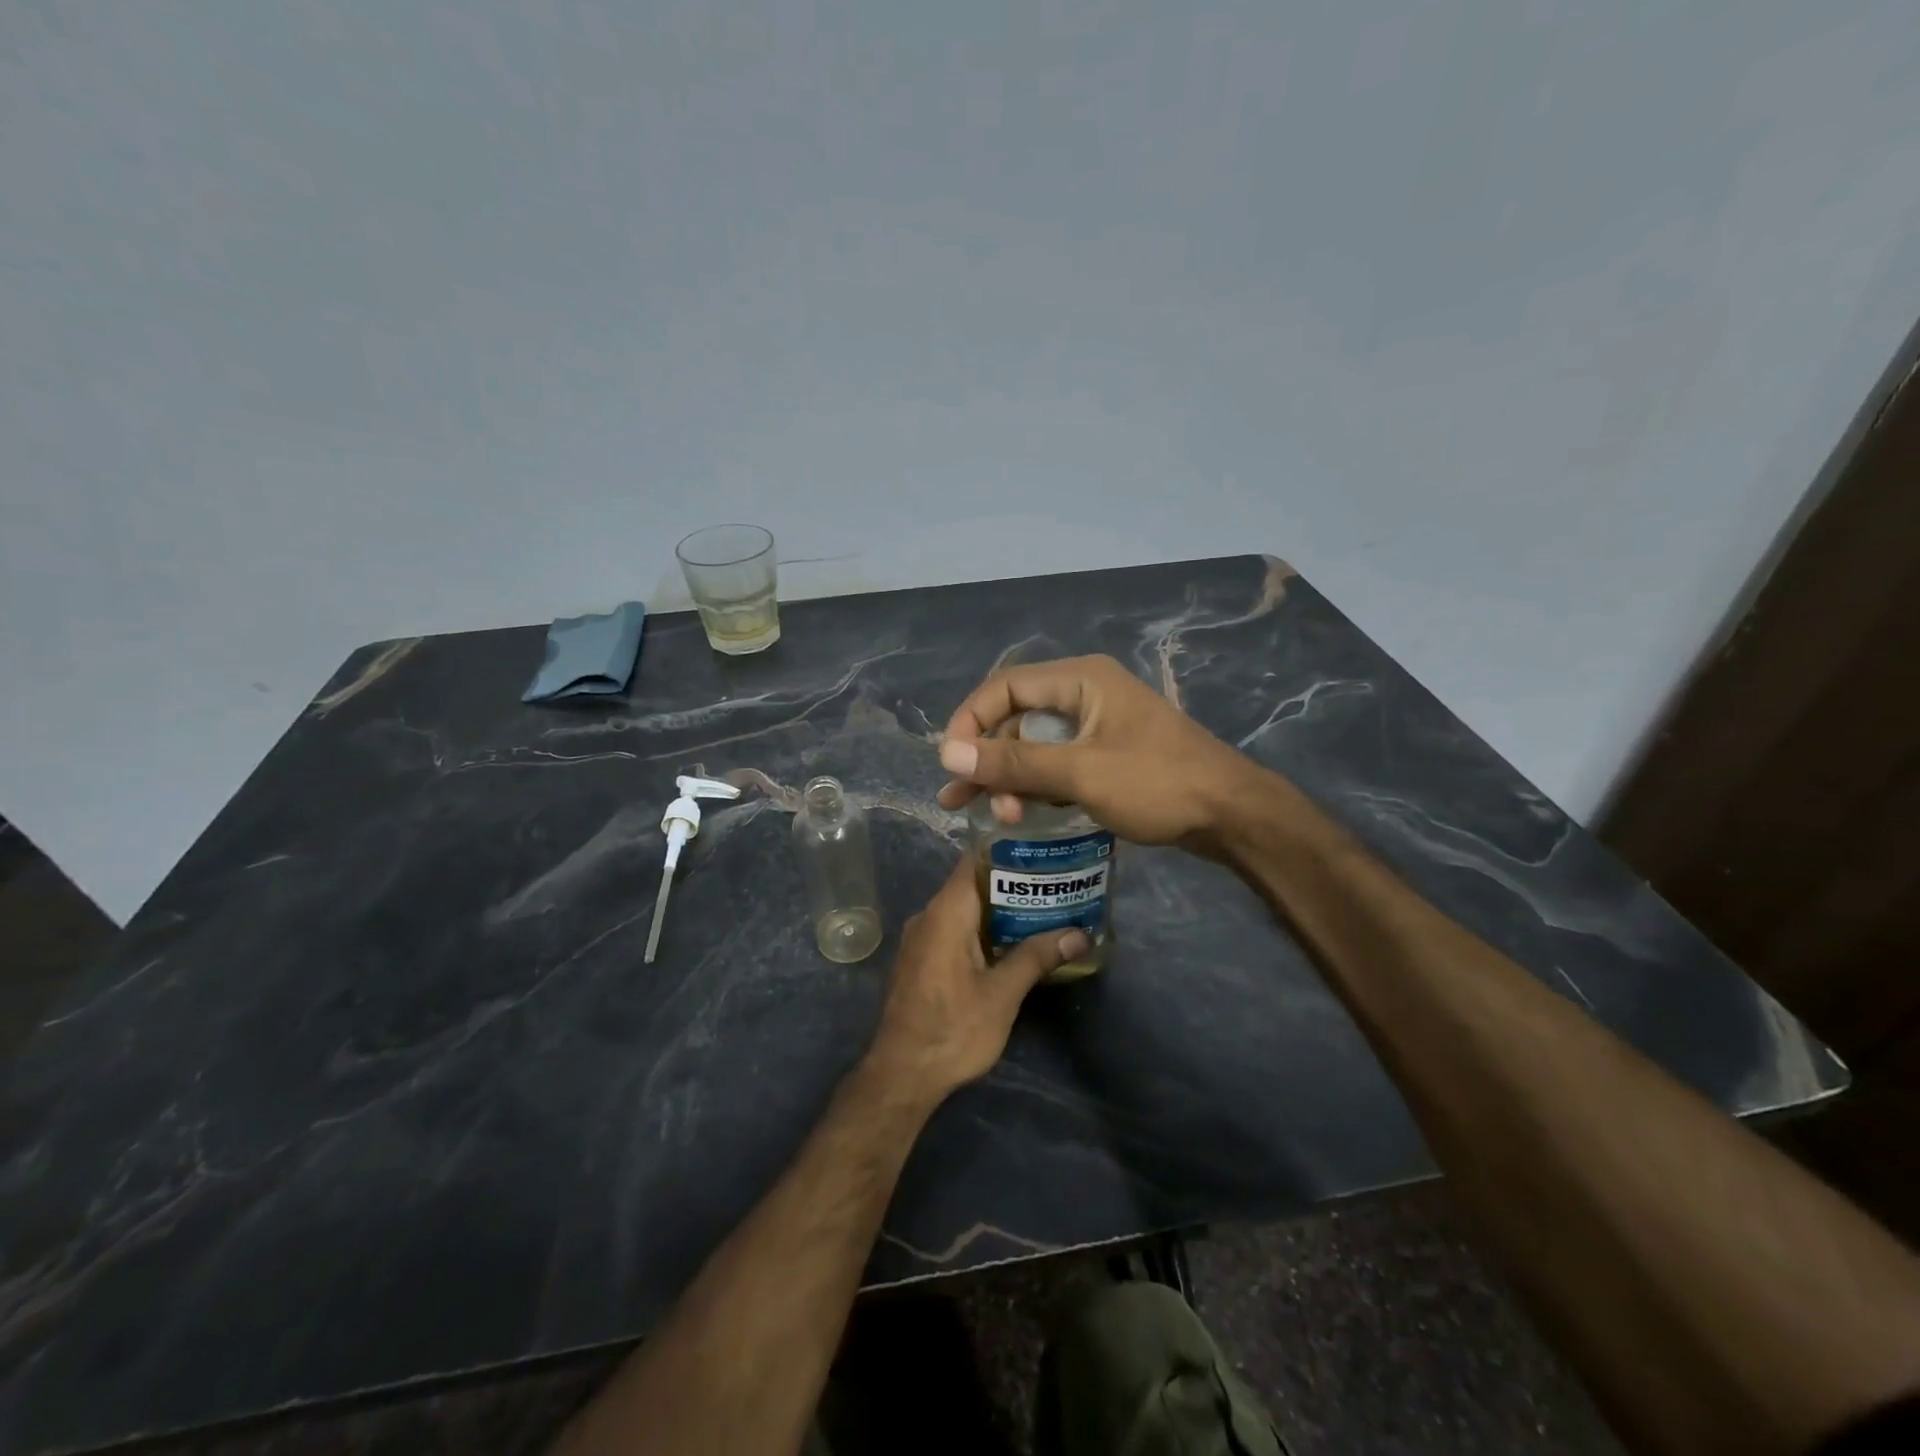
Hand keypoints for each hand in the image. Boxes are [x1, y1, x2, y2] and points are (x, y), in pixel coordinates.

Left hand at [865, 861, 1085, 1103]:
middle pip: (972, 885)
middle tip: (1054, 883)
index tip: (1040, 849)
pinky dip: (982, 931)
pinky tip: (1012, 944)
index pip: (974, 862)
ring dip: (999, 911)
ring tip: (1043, 911)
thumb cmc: (952, 1029)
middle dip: (1012, 884)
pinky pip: (954, 931)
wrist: (901, 1075)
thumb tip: (1079, 934)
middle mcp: (928, 917)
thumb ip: (1037, 958)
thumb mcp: (1002, 994)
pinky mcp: (921, 961)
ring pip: (964, 911)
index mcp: (945, 914)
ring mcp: (921, 940)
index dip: (1006, 851)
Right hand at [934, 655, 1264, 853]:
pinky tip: (1022, 815)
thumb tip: (947, 753)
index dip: (970, 721)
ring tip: (996, 817)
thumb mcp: (1080, 773)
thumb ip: (1014, 763)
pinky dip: (1037, 788)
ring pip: (1036, 747)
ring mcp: (1097, 726)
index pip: (1005, 687)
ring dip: (1011, 779)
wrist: (1231, 815)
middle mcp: (1084, 694)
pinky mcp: (1107, 755)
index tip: (951, 762)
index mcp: (1080, 680)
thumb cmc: (1156, 784)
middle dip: (989, 760)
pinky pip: (1058, 765)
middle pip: (1017, 719)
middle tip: (961, 800)